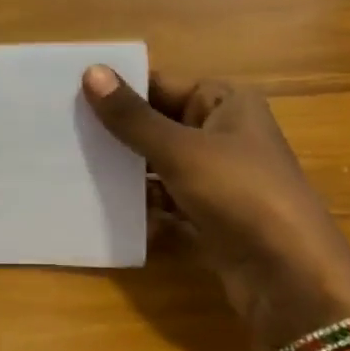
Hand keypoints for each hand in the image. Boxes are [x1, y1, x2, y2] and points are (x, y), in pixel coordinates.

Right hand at [82, 66, 349, 350]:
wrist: (290, 279)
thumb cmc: (241, 194)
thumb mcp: (181, 151)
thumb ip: (132, 117)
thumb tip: (90, 71)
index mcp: (225, 103)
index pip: (160, 84)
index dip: (119, 89)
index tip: (67, 95)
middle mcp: (222, 133)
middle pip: (157, 124)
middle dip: (115, 132)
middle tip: (59, 131)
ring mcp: (216, 178)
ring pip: (157, 164)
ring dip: (123, 170)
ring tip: (69, 166)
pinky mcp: (208, 216)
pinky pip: (164, 200)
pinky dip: (139, 203)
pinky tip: (101, 207)